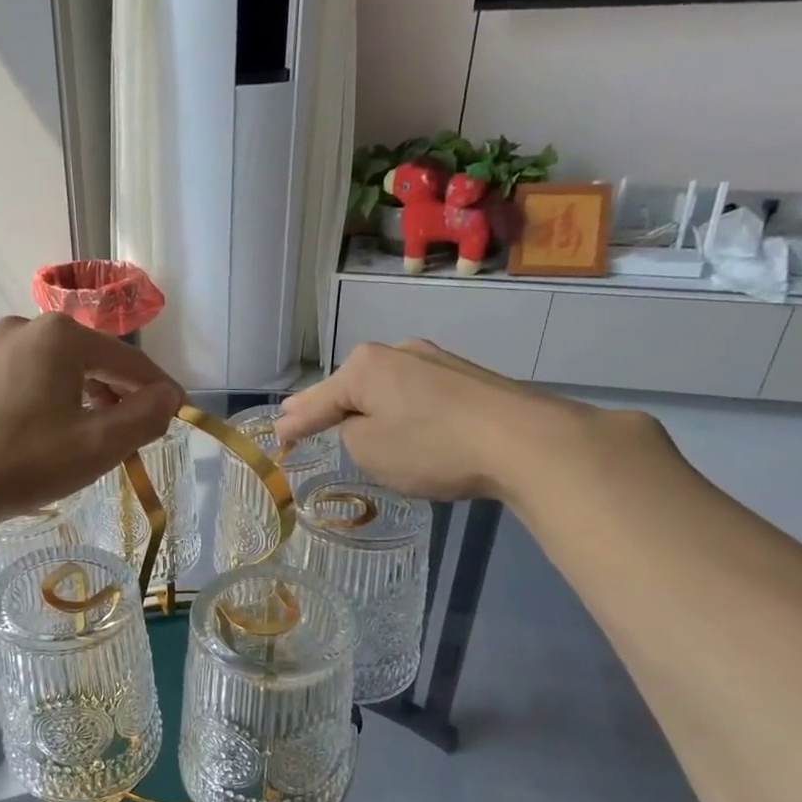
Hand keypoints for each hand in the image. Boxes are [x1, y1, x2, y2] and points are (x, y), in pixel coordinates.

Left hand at [0, 314, 184, 532]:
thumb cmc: (22, 461)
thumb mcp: (96, 445)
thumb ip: (144, 417)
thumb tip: (169, 397)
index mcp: (61, 335)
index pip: (129, 359)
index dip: (159, 389)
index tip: (180, 413)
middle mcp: (28, 326)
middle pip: (95, 360)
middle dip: (122, 394)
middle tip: (138, 431)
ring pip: (63, 369)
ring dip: (90, 397)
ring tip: (100, 434)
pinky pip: (34, 377)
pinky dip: (58, 398)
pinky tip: (58, 428)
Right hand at [273, 340, 586, 503]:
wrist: (524, 441)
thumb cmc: (430, 446)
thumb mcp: (368, 449)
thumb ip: (346, 433)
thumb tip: (358, 422)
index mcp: (365, 365)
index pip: (316, 400)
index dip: (294, 423)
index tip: (276, 438)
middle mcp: (398, 352)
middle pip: (350, 385)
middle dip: (326, 405)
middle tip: (299, 419)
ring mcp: (436, 361)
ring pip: (386, 388)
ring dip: (367, 407)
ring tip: (349, 423)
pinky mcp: (467, 379)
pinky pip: (417, 397)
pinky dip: (402, 411)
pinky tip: (405, 425)